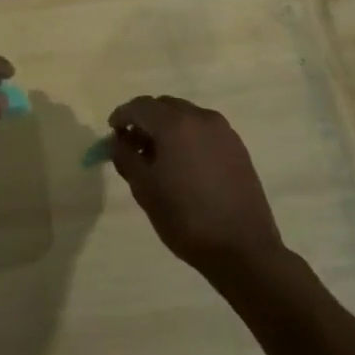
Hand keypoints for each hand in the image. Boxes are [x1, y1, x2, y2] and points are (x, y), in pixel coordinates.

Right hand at [107, 96, 287, 280]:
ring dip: (167, 128)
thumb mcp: (143, 188)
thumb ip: (125, 157)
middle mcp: (201, 118)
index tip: (112, 133)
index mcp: (175, 124)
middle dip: (145, 120)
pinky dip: (188, 137)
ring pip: (186, 116)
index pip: (140, 106)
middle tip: (133, 145)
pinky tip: (184, 165)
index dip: (122, 116)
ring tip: (158, 157)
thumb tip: (118, 141)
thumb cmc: (185, 217)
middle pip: (164, 106)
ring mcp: (224, 132)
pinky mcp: (238, 148)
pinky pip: (204, 131)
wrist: (242, 248)